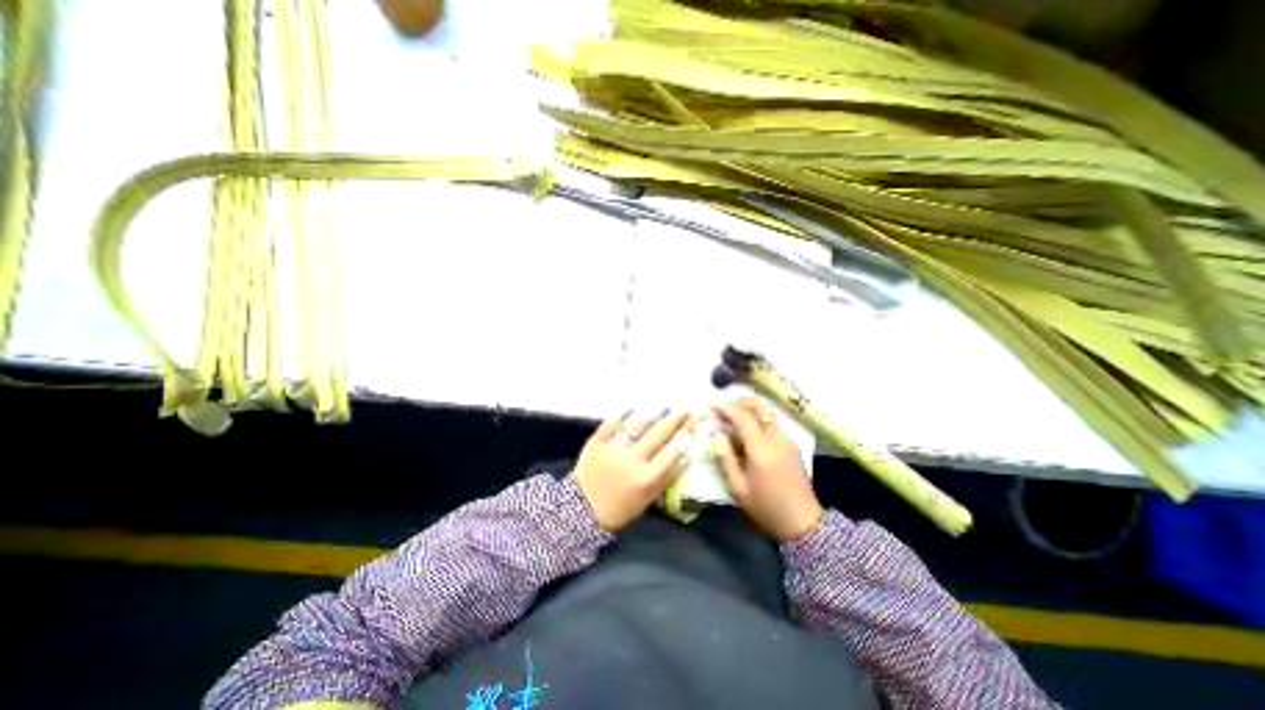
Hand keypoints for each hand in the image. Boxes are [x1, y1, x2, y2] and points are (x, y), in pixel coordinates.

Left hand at [574, 408, 689, 529]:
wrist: (581, 511)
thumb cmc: (620, 509)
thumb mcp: (647, 499)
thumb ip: (663, 476)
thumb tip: (680, 454)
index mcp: (646, 479)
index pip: (671, 454)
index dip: (683, 438)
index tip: (691, 425)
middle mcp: (632, 461)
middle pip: (657, 435)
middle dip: (674, 420)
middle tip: (685, 408)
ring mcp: (613, 449)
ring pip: (636, 425)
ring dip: (652, 413)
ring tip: (661, 405)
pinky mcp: (597, 442)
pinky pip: (611, 422)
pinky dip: (623, 413)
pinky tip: (632, 406)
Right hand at [716, 398, 827, 540]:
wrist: (802, 522)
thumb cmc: (766, 507)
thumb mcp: (738, 488)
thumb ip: (725, 458)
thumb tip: (717, 435)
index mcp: (761, 450)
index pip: (743, 418)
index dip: (726, 408)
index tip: (712, 405)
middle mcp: (776, 439)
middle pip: (759, 407)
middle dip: (740, 402)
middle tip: (724, 407)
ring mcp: (787, 440)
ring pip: (767, 413)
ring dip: (749, 410)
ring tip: (733, 419)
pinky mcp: (792, 444)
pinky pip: (772, 423)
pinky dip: (758, 420)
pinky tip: (748, 432)